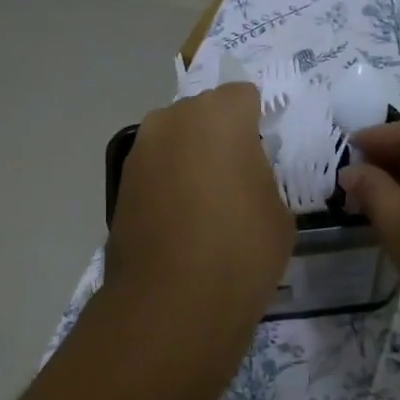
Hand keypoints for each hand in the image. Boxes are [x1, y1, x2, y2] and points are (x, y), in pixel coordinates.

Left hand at [105, 83, 291, 324]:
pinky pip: (155, 170)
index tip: (265, 157)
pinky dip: (168, 184)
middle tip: (236, 180)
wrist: (172, 302)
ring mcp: (139, 151)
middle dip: (220, 137)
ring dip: (190, 160)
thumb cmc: (240, 251)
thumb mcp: (279, 212)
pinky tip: (180, 223)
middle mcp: (171, 120)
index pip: (244, 97)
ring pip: (175, 141)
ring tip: (205, 206)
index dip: (257, 123)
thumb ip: (263, 177)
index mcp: (219, 115)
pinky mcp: (120, 184)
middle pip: (204, 115)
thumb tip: (244, 177)